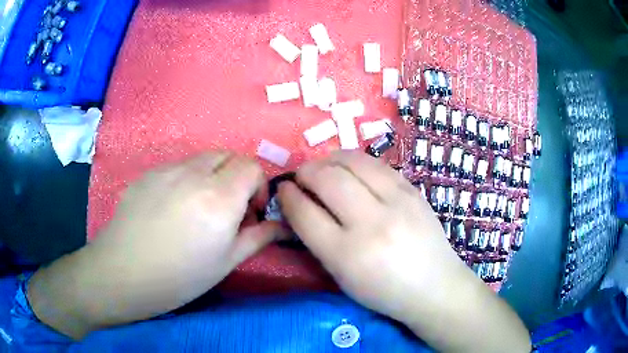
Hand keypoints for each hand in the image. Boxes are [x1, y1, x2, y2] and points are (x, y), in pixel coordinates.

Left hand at [29, 152, 282, 338]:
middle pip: (228, 155)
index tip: (251, 212)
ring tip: (200, 209)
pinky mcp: (148, 173)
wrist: (123, 274)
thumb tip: (281, 226)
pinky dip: (188, 179)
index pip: (252, 166)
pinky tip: (172, 209)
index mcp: (219, 197)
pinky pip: (178, 167)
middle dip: (237, 177)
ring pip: (202, 159)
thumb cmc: (179, 277)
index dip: (259, 186)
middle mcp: (194, 173)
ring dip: (213, 176)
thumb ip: (258, 238)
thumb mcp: (226, 263)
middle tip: (229, 208)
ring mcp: (167, 169)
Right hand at [277, 151, 529, 352]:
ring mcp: (397, 202)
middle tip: (301, 177)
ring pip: (351, 162)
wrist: (435, 286)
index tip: (283, 190)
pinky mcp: (412, 190)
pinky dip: (355, 161)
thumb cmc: (384, 292)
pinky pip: (376, 164)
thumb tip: (300, 206)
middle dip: (305, 172)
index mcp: (347, 255)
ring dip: (328, 159)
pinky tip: (350, 169)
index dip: (288, 196)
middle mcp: (372, 223)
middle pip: (326, 179)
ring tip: (323, 167)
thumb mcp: (343, 277)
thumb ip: (317, 241)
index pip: (305, 213)